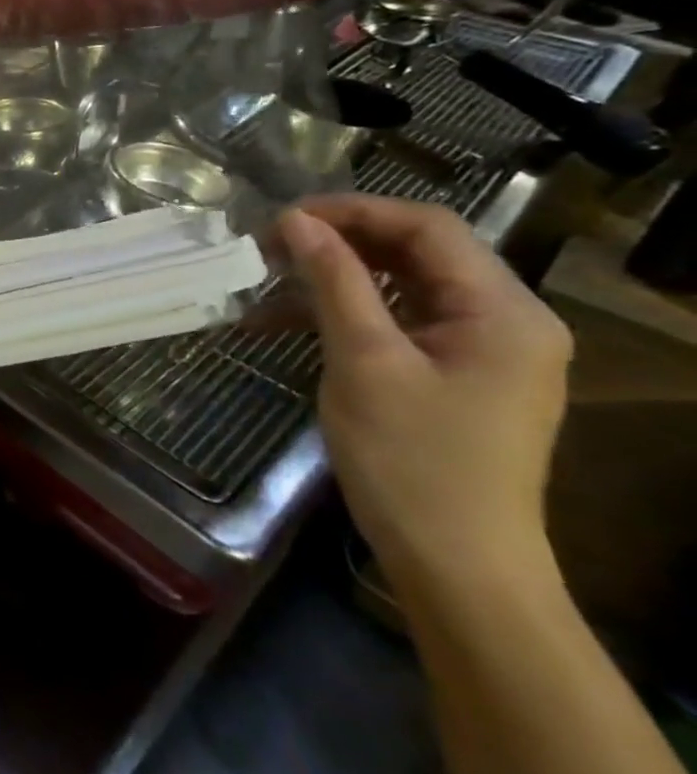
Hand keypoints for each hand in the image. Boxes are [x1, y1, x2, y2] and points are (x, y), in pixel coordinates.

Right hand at [278, 195, 571, 593]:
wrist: (457, 563)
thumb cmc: (413, 460)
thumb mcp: (364, 361)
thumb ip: (335, 282)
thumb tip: (296, 220)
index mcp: (504, 312)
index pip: (428, 227)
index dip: (352, 210)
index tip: (282, 218)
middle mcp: (506, 320)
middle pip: (418, 251)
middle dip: (339, 240)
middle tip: (267, 245)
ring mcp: (482, 349)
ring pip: (403, 284)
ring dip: (335, 275)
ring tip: (268, 277)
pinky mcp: (455, 373)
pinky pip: (399, 320)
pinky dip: (346, 310)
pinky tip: (288, 318)